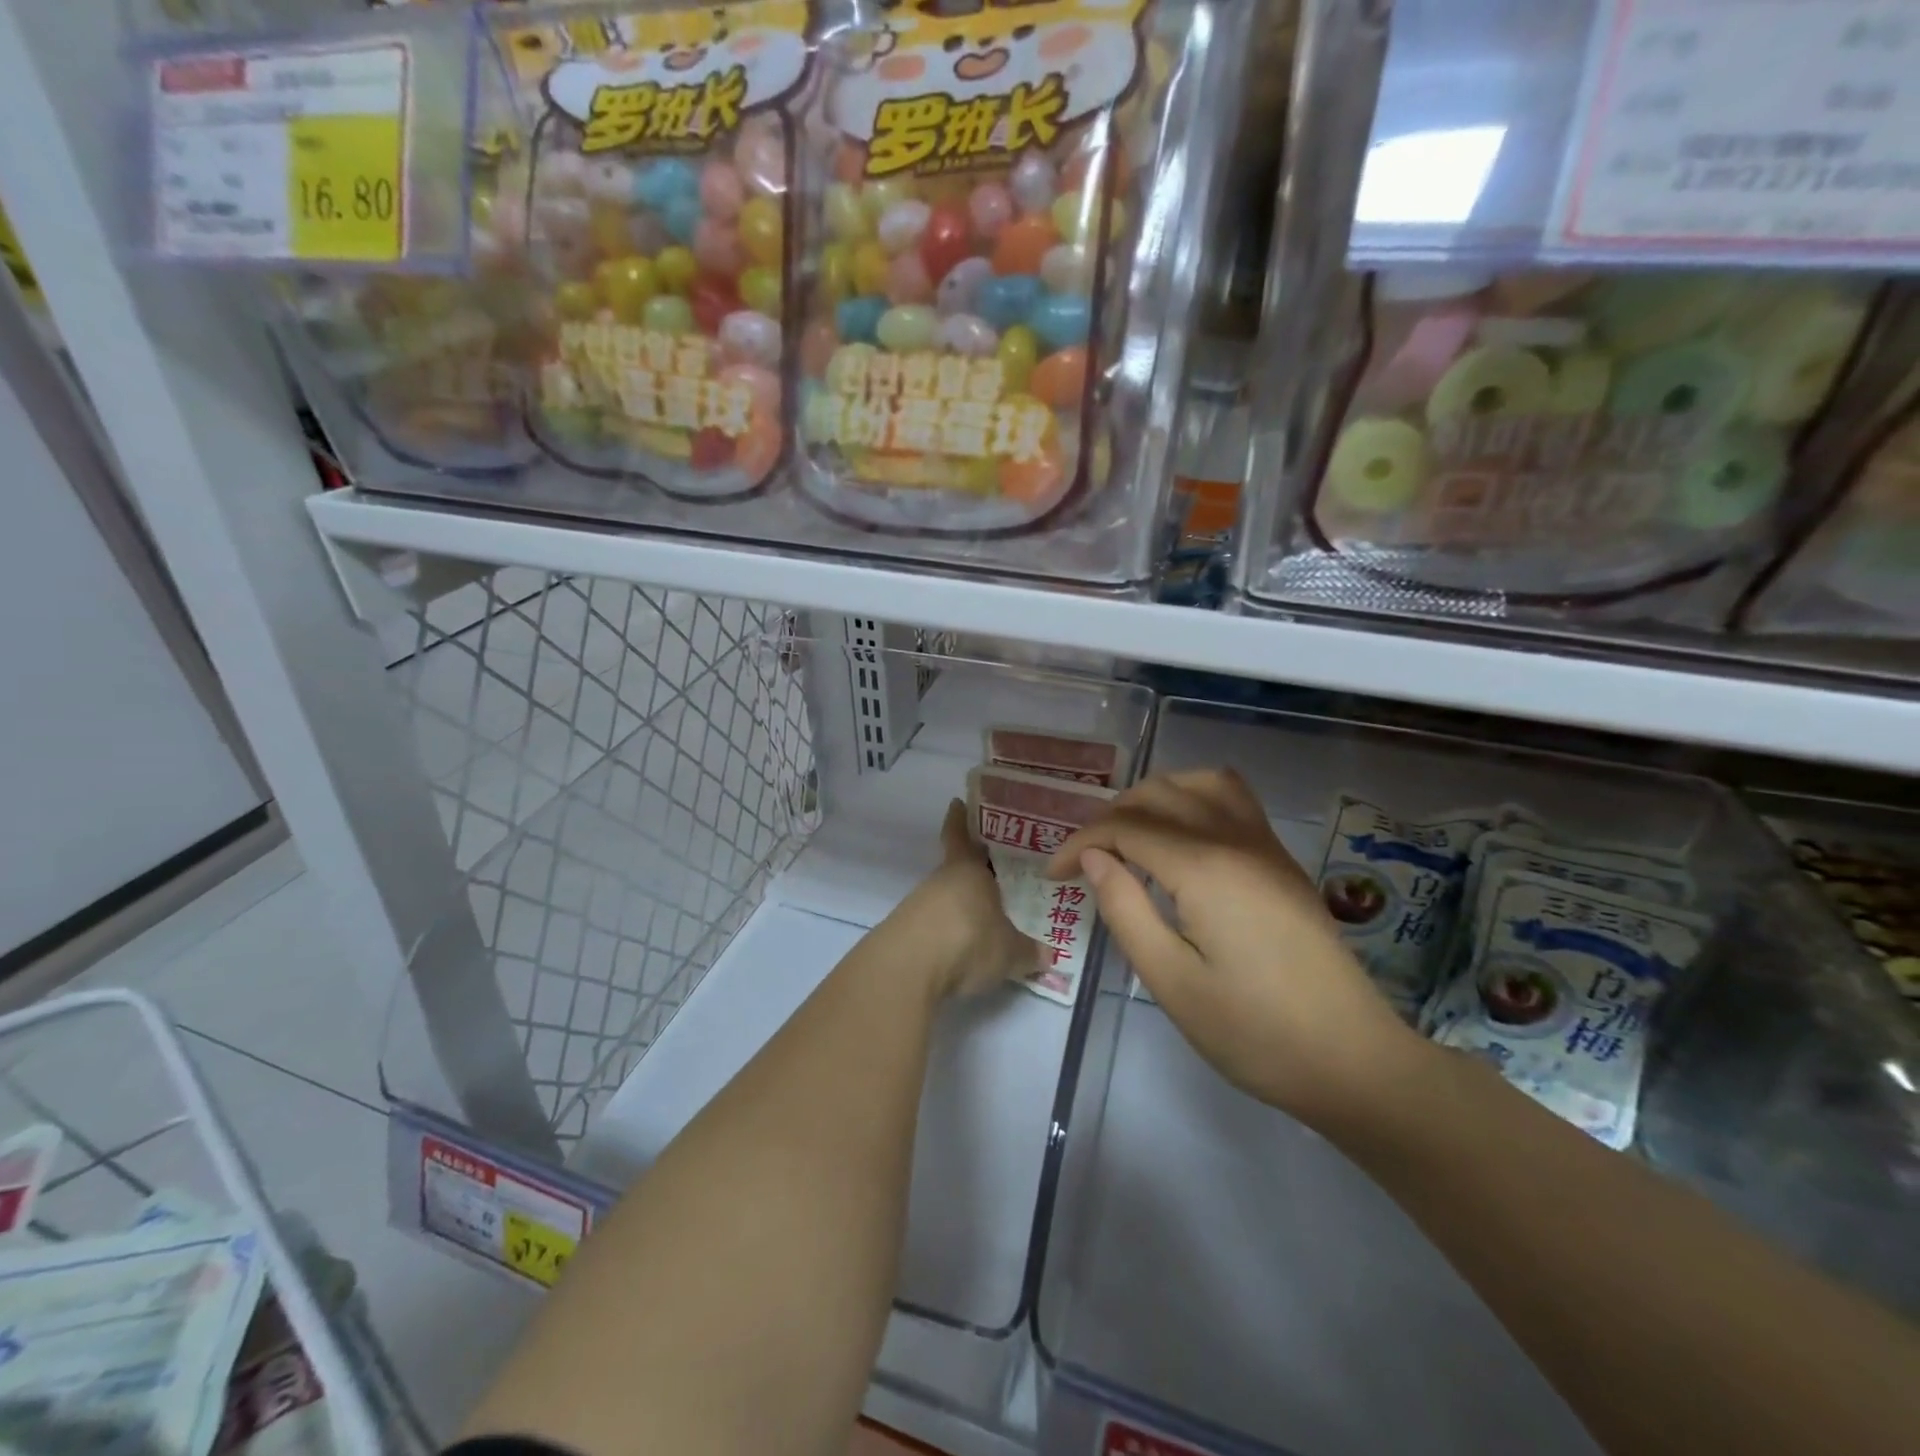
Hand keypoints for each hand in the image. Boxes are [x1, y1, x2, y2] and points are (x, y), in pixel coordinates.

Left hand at [905, 799, 1043, 1000]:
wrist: (908, 969)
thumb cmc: (968, 940)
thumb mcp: (1010, 952)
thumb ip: (1029, 951)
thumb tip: (1049, 954)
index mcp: (967, 869)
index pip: (960, 834)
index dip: (960, 819)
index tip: (958, 803)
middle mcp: (940, 881)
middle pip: (957, 868)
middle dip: (975, 870)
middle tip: (998, 872)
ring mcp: (918, 906)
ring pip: (946, 897)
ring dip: (962, 905)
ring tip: (987, 918)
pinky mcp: (906, 933)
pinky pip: (934, 925)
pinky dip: (949, 931)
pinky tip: (964, 947)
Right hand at [1047, 769, 1425, 1126]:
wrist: (1352, 1060)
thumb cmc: (1253, 1032)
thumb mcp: (1171, 981)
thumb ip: (1125, 909)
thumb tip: (1093, 857)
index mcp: (1204, 868)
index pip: (1124, 828)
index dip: (1079, 843)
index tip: (1052, 875)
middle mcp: (1234, 839)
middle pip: (1158, 794)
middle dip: (1109, 817)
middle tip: (1084, 861)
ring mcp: (1264, 845)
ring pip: (1199, 783)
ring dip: (1153, 797)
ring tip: (1128, 836)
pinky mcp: (1280, 860)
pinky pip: (1232, 799)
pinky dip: (1193, 798)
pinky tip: (1180, 836)